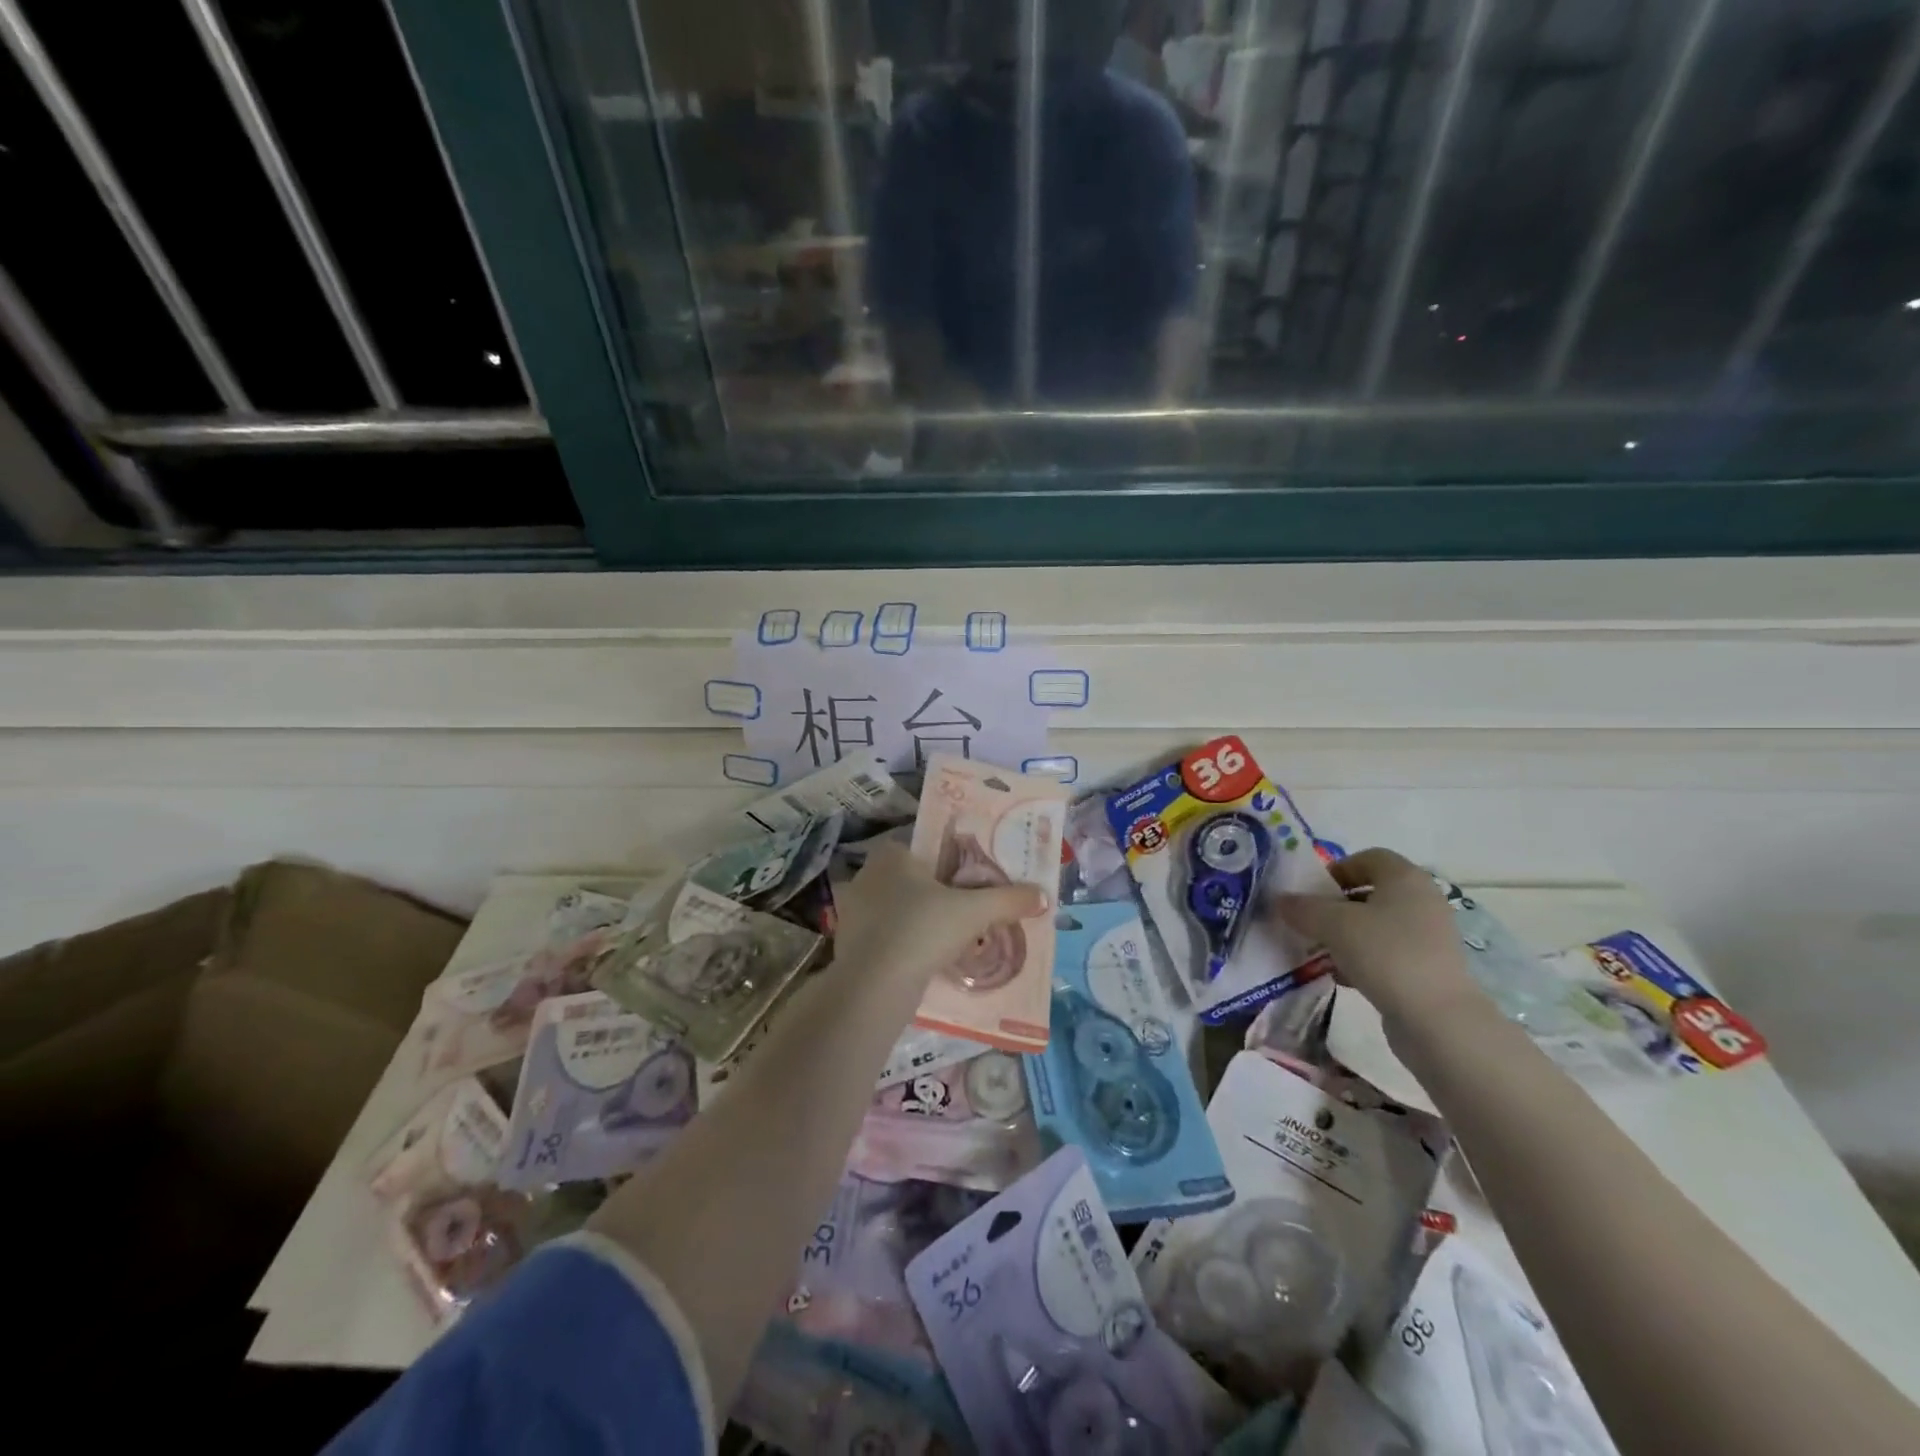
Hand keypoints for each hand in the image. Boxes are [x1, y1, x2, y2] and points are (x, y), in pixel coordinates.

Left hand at [833, 839, 1046, 984]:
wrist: (873, 987)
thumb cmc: (922, 930)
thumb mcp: (974, 912)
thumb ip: (1007, 900)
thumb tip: (1042, 895)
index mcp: (891, 855)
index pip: (922, 848)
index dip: (946, 863)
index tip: (968, 882)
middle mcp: (866, 876)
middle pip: (911, 880)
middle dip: (934, 895)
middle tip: (965, 912)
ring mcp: (852, 912)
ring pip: (897, 911)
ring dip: (919, 922)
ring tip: (950, 940)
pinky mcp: (849, 945)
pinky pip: (885, 937)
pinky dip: (903, 945)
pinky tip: (925, 961)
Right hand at [1270, 848, 1484, 1028]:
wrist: (1438, 1019)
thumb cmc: (1386, 954)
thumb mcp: (1333, 924)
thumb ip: (1303, 908)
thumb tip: (1281, 900)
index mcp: (1405, 878)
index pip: (1368, 857)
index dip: (1337, 869)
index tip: (1312, 891)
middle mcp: (1422, 900)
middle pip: (1371, 892)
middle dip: (1336, 905)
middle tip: (1310, 922)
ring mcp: (1429, 936)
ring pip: (1377, 925)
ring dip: (1346, 934)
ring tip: (1321, 951)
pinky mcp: (1429, 967)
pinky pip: (1388, 952)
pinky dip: (1363, 958)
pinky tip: (1343, 977)